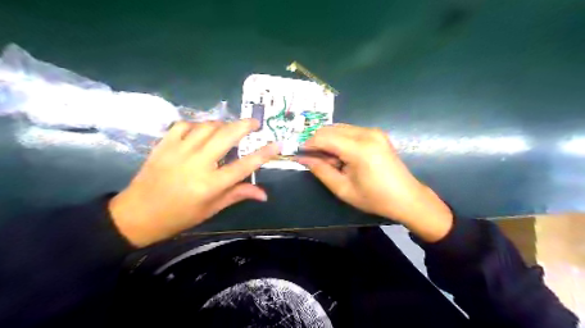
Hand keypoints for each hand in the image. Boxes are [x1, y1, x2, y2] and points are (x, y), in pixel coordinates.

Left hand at [112, 119, 280, 246]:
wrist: (136, 215)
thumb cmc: (179, 217)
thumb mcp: (211, 209)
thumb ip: (238, 194)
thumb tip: (264, 194)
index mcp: (210, 185)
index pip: (244, 165)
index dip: (263, 153)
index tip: (276, 143)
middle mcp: (197, 164)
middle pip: (226, 136)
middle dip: (244, 126)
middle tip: (254, 123)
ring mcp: (178, 151)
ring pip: (207, 127)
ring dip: (222, 124)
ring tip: (229, 128)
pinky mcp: (163, 145)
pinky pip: (184, 125)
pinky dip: (197, 124)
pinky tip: (202, 131)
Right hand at [297, 125, 451, 241]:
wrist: (407, 197)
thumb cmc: (374, 198)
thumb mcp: (343, 189)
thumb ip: (321, 170)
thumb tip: (303, 158)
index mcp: (359, 149)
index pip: (324, 137)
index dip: (309, 144)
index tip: (300, 154)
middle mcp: (367, 133)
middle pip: (330, 129)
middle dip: (318, 142)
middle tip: (316, 161)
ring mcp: (373, 131)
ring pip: (339, 128)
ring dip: (329, 141)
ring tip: (331, 161)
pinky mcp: (376, 133)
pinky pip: (349, 131)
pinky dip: (340, 140)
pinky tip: (342, 156)